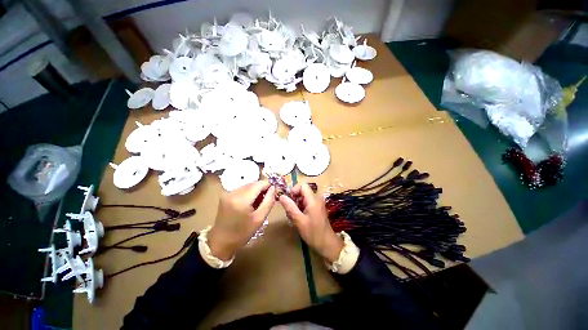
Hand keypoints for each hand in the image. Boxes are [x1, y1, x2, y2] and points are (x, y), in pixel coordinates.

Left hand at [208, 181, 275, 260]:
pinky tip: (250, 203)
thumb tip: (273, 188)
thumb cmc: (242, 233)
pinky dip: (249, 193)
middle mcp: (234, 192)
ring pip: (248, 185)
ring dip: (256, 191)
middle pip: (253, 183)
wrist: (220, 242)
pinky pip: (242, 189)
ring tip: (259, 203)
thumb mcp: (260, 218)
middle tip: (268, 199)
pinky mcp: (225, 195)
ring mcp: (228, 193)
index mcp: (242, 199)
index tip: (274, 192)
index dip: (269, 186)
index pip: (259, 184)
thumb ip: (269, 201)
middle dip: (262, 188)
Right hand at [279, 183, 343, 262]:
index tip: (288, 200)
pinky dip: (300, 208)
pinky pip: (306, 203)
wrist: (327, 244)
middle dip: (294, 199)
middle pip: (302, 191)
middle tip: (289, 210)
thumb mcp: (299, 220)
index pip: (302, 185)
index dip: (294, 190)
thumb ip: (290, 207)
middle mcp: (316, 199)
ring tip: (292, 216)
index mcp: (313, 200)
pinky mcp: (317, 208)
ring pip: (303, 198)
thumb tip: (281, 196)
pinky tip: (297, 218)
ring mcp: (317, 204)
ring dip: (296, 204)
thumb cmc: (313, 233)